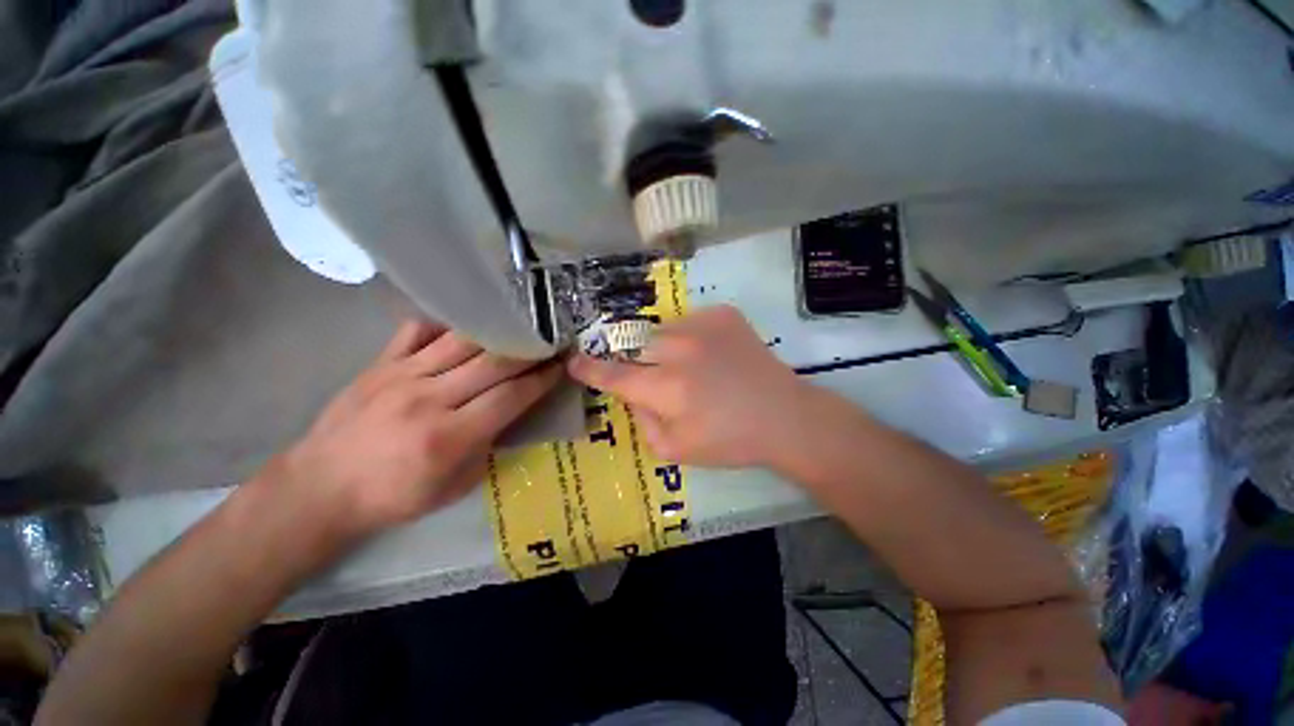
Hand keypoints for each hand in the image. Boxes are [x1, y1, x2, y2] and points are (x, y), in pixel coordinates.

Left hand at [277, 320, 562, 537]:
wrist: (319, 489)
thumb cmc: (394, 497)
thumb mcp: (455, 487)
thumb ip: (489, 446)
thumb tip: (514, 412)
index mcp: (449, 437)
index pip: (511, 396)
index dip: (541, 379)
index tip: (560, 367)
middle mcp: (429, 399)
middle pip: (493, 363)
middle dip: (529, 352)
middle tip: (550, 343)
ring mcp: (401, 376)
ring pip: (462, 341)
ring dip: (498, 333)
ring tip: (520, 328)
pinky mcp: (380, 364)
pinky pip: (419, 330)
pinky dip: (447, 324)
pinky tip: (467, 323)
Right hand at [568, 305, 819, 468]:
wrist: (783, 416)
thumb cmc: (729, 440)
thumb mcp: (674, 450)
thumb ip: (642, 420)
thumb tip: (633, 394)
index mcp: (666, 388)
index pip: (615, 375)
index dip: (591, 369)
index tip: (574, 360)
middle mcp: (679, 350)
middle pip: (637, 348)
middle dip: (642, 364)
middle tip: (666, 382)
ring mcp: (703, 326)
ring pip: (663, 333)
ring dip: (668, 350)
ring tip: (695, 369)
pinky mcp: (723, 314)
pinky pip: (690, 322)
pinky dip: (693, 339)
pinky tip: (714, 356)